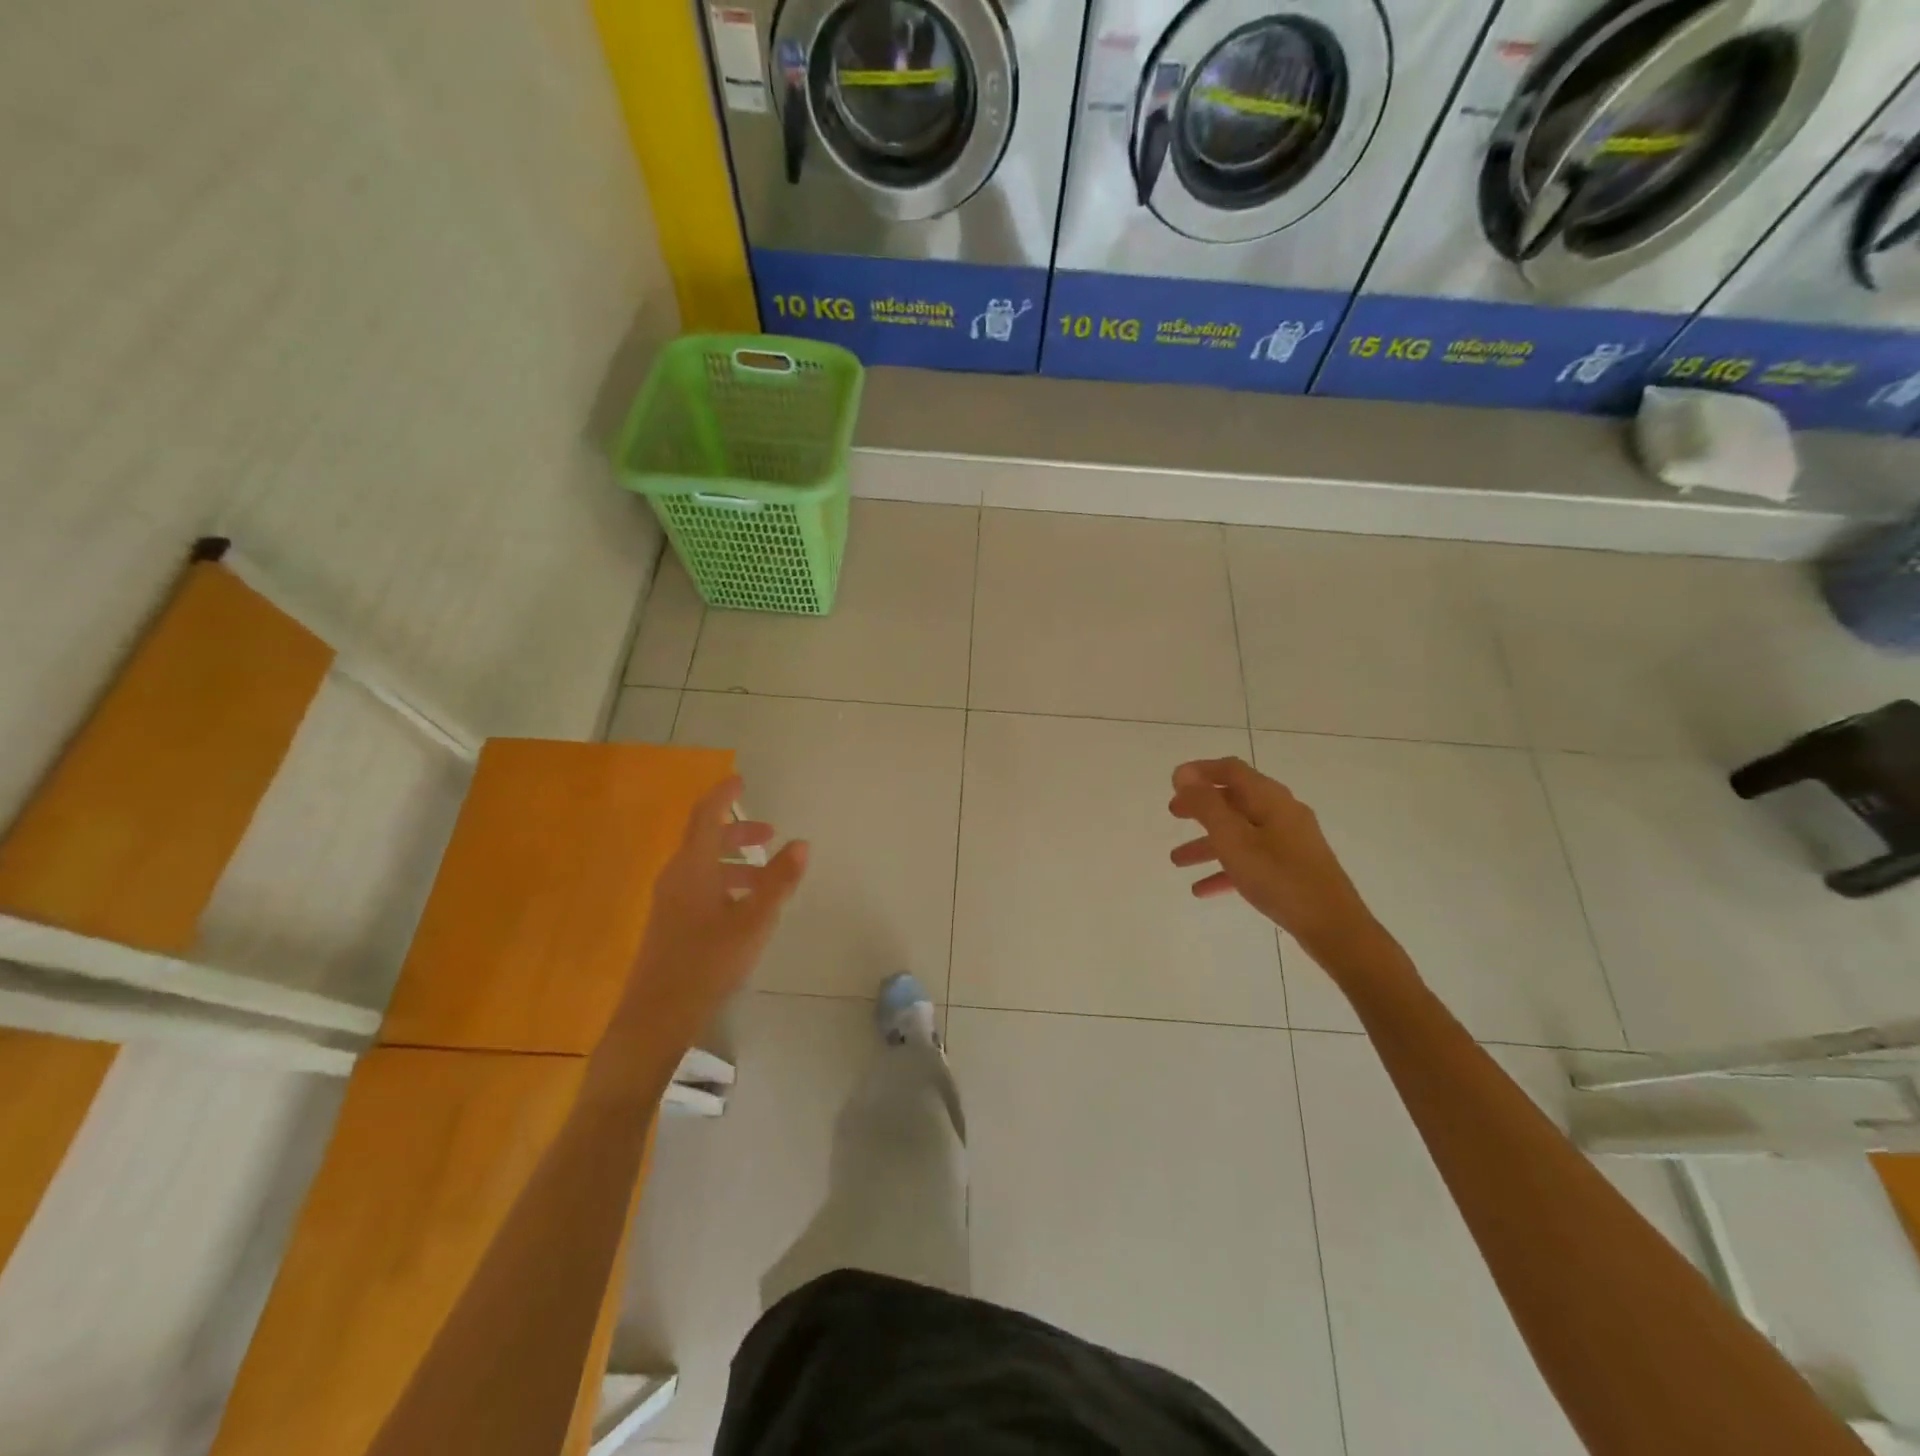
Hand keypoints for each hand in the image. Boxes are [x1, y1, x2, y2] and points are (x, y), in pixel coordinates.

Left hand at [628, 775, 807, 1032]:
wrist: (656, 1016)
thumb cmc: (708, 962)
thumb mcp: (754, 920)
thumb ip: (779, 881)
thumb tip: (801, 843)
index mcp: (692, 867)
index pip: (706, 816)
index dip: (723, 796)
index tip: (741, 781)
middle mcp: (676, 876)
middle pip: (705, 840)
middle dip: (738, 832)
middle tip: (771, 834)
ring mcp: (670, 901)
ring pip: (704, 866)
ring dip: (736, 862)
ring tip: (768, 878)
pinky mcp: (670, 923)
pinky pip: (699, 886)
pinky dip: (725, 883)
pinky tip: (746, 908)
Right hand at [1169, 757, 1379, 963]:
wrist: (1333, 926)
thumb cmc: (1278, 876)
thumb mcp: (1232, 839)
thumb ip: (1206, 805)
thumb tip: (1183, 774)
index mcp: (1269, 798)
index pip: (1230, 770)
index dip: (1199, 772)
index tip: (1172, 783)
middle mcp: (1281, 813)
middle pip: (1234, 800)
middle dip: (1200, 807)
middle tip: (1174, 814)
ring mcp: (1289, 841)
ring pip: (1240, 833)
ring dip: (1207, 843)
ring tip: (1177, 860)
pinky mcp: (1293, 867)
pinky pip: (1252, 859)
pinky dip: (1226, 868)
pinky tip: (1203, 890)